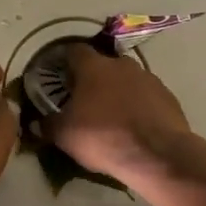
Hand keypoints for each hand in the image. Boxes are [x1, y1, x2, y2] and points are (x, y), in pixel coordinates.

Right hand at [42, 44, 201, 189]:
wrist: (157, 154)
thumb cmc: (103, 137)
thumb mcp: (65, 135)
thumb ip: (48, 124)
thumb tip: (37, 122)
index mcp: (94, 67)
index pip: (75, 51)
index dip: (65, 61)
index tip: (60, 76)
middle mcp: (122, 65)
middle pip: (103, 65)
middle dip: (94, 79)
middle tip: (85, 100)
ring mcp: (148, 78)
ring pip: (127, 79)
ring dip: (118, 92)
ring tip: (112, 116)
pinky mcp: (168, 96)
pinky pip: (146, 96)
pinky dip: (138, 105)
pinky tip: (135, 125)